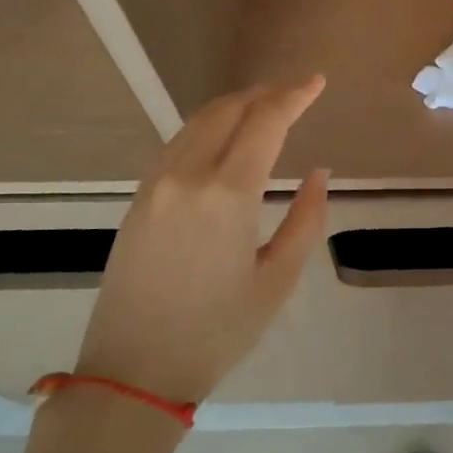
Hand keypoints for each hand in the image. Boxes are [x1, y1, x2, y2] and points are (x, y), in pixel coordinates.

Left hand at [76, 77, 329, 403]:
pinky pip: (178, 144)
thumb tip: (318, 174)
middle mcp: (187, 176)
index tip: (317, 82)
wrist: (134, 370)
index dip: (294, 96)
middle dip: (265, 94)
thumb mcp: (278, 280)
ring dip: (235, 106)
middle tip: (296, 92)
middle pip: (228, 111)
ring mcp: (156, 185)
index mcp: (227, 194)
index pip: (265, 122)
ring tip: (265, 107)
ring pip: (198, 123)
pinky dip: (208, 127)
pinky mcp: (139, 200)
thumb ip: (306, 220)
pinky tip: (224, 138)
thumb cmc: (218, 331)